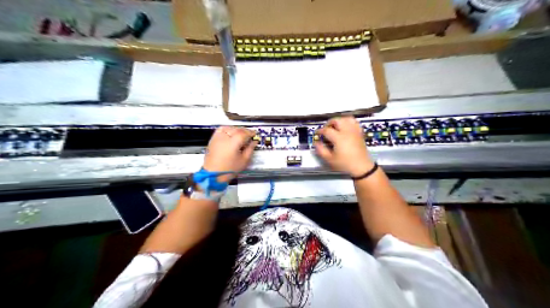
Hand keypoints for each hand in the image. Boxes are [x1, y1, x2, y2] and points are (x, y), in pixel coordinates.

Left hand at [201, 125, 257, 182]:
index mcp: (233, 143)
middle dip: (244, 131)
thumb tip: (254, 142)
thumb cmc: (229, 169)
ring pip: (229, 128)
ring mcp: (217, 138)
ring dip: (236, 129)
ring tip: (241, 134)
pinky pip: (220, 130)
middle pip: (237, 129)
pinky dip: (227, 129)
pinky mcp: (213, 140)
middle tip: (250, 135)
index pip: (244, 133)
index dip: (251, 132)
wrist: (213, 175)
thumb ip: (250, 149)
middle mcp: (225, 138)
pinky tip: (230, 133)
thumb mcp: (244, 161)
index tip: (255, 134)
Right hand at [316, 117, 375, 176]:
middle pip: (337, 120)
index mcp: (339, 138)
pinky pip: (354, 122)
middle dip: (329, 123)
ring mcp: (354, 131)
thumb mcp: (330, 159)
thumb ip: (321, 150)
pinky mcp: (359, 133)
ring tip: (335, 126)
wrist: (361, 167)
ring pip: (346, 119)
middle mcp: (347, 132)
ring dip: (339, 120)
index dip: (320, 131)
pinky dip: (348, 122)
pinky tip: (345, 127)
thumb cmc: (345, 164)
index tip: (317, 134)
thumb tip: (316, 143)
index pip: (327, 130)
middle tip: (326, 129)